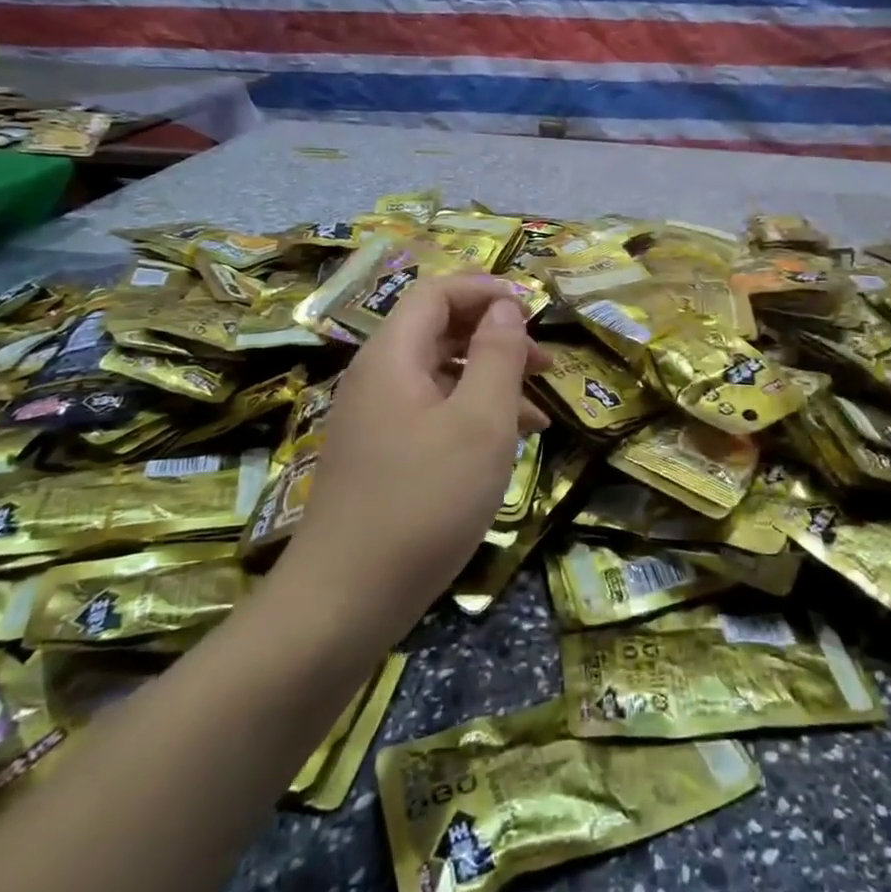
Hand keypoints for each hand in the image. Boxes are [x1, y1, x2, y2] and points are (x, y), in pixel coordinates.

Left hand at [277, 274, 551, 642]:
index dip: (485, 291)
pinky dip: (471, 416)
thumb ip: (497, 355)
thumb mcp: (479, 422)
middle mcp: (377, 378)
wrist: (345, 601)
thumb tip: (505, 307)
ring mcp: (374, 420)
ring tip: (539, 410)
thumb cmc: (424, 500)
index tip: (532, 309)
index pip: (437, 293)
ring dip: (490, 381)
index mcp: (392, 356)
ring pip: (440, 376)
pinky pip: (431, 414)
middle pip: (439, 332)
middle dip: (496, 338)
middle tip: (546, 364)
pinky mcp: (379, 456)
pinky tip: (506, 446)